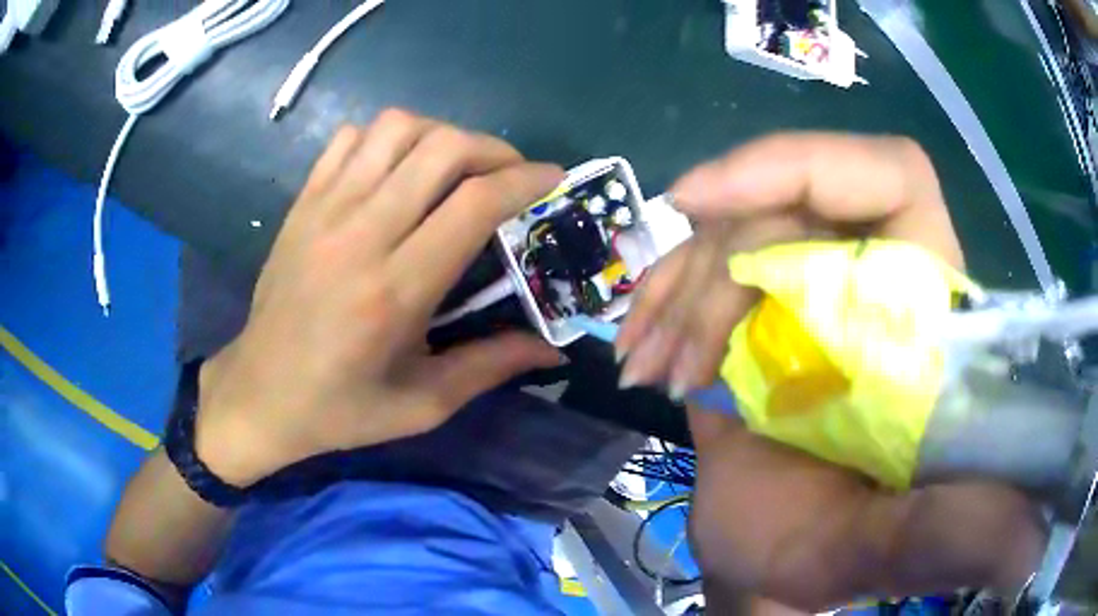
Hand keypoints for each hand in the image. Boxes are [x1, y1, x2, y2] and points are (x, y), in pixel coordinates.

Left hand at [194, 109, 563, 487]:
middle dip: (493, 149)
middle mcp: (360, 235)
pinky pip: (350, 138)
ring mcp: (324, 210)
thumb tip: (552, 350)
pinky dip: (386, 139)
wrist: (259, 394)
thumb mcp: (422, 406)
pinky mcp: (302, 203)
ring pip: (396, 128)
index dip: (524, 180)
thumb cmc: (340, 408)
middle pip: (442, 148)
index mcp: (394, 291)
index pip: (474, 204)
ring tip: (456, 167)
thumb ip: (490, 368)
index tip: (551, 179)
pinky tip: (396, 169)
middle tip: (510, 174)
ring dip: (441, 136)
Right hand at [618, 134, 1044, 608]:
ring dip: (678, 292)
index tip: (709, 200)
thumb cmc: (816, 562)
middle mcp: (873, 280)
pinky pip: (697, 261)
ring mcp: (809, 288)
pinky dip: (658, 298)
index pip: (890, 178)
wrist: (758, 566)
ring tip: (649, 367)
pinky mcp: (755, 309)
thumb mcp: (878, 555)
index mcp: (925, 315)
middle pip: (788, 199)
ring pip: (732, 228)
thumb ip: (952, 539)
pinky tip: (638, 347)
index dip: (806, 164)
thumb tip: (1031, 551)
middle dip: (717, 267)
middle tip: (675, 356)